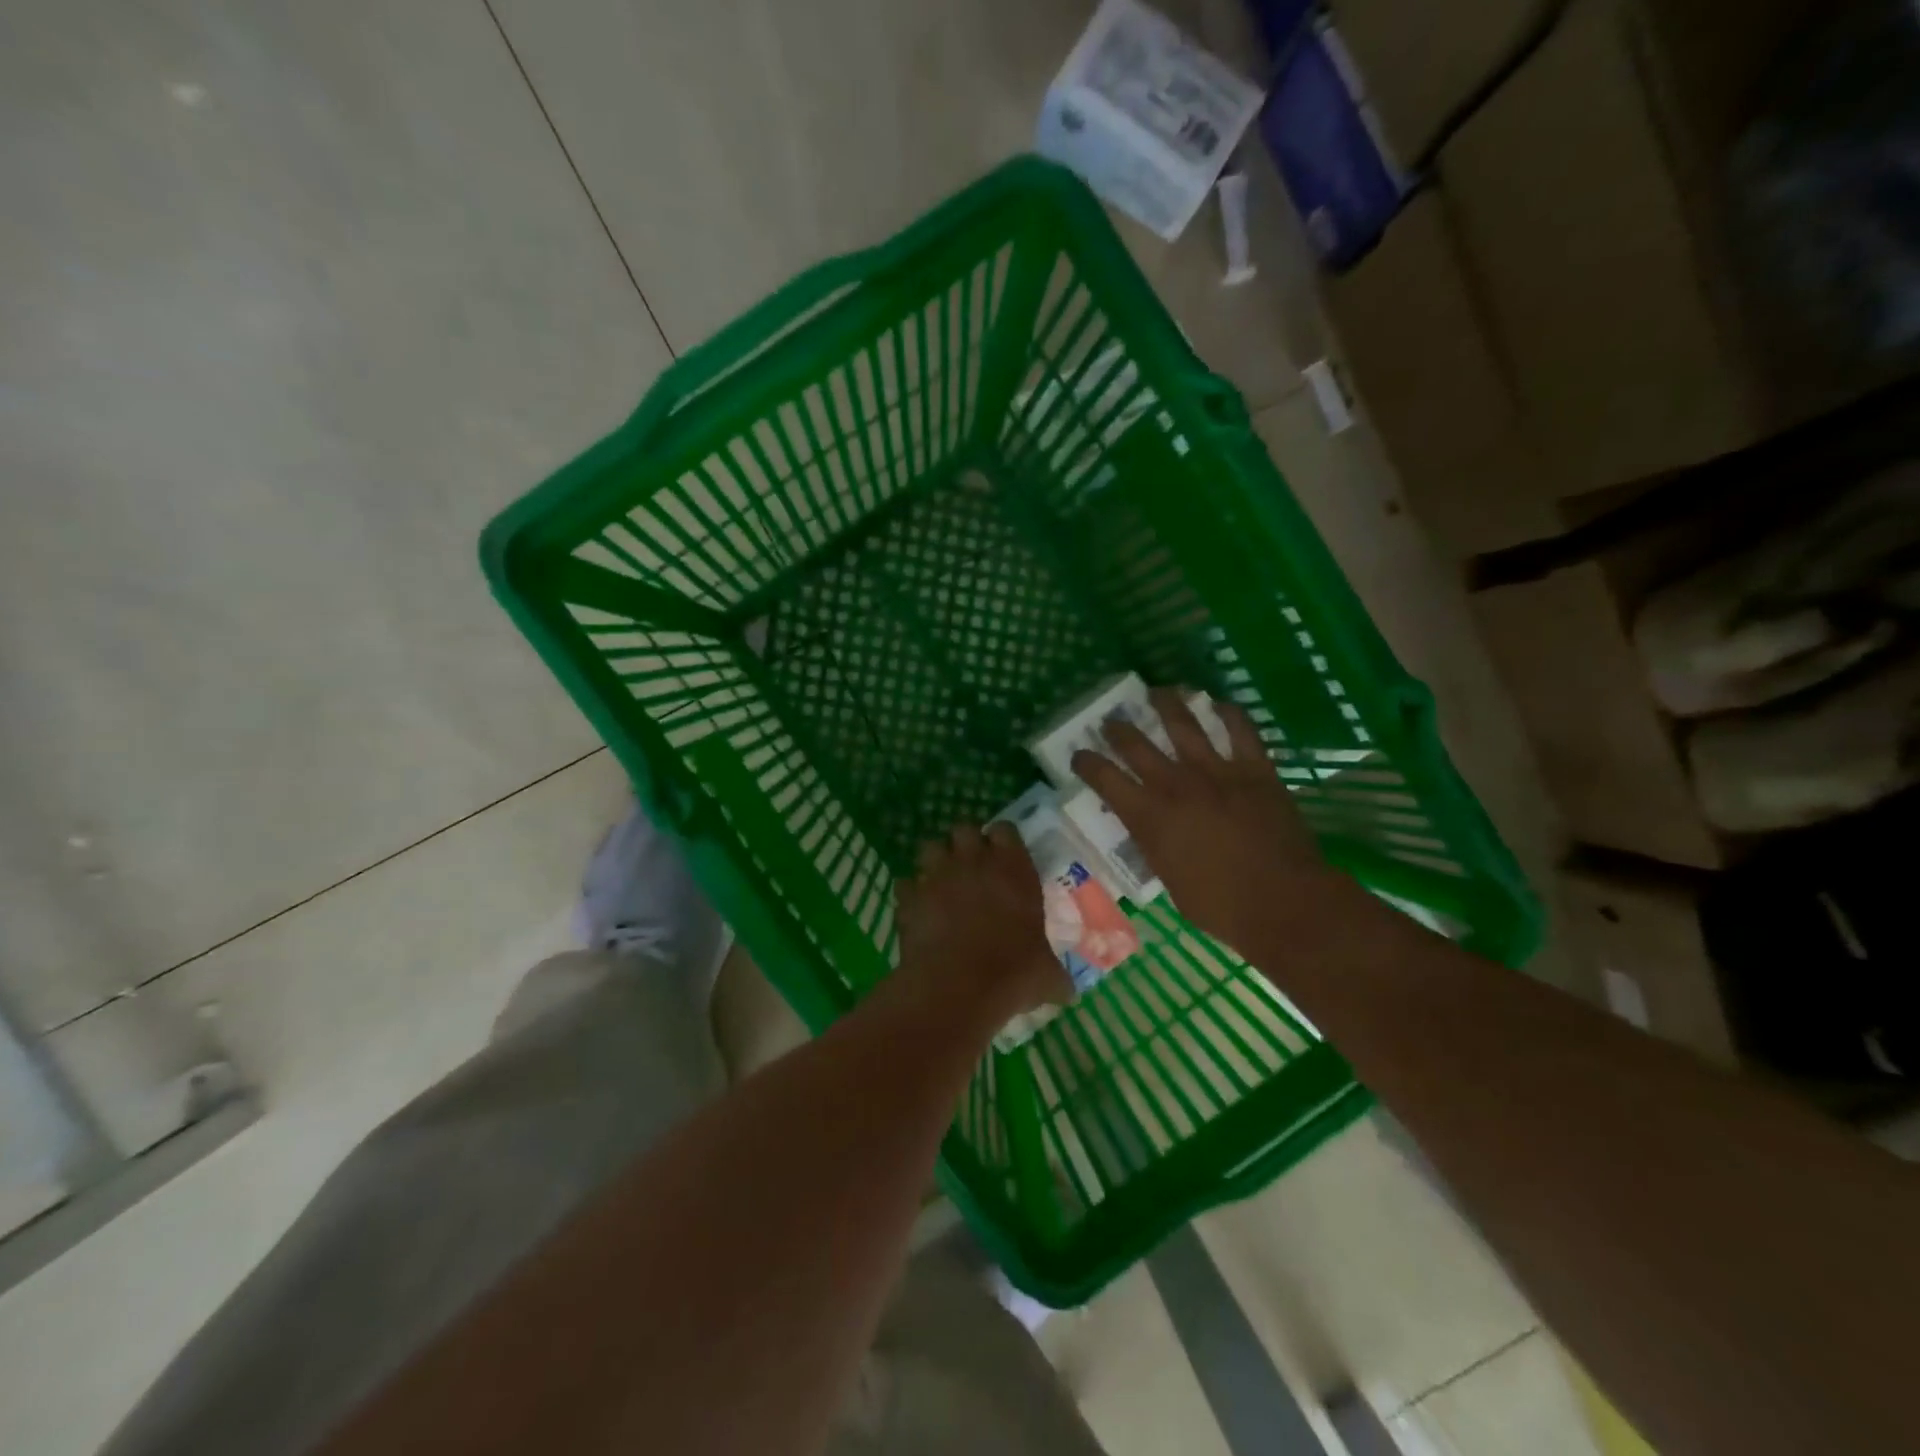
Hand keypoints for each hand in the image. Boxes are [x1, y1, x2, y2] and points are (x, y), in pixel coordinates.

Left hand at [897, 822, 1071, 1018]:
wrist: (958, 988)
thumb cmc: (1013, 973)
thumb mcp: (1047, 976)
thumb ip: (1054, 973)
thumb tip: (1065, 989)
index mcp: (1013, 869)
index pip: (1005, 830)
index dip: (1002, 840)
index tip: (1003, 856)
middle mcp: (974, 862)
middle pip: (963, 829)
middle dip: (965, 843)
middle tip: (971, 867)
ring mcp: (937, 876)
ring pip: (930, 847)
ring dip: (935, 861)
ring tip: (941, 882)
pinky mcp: (909, 897)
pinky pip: (906, 884)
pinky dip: (911, 894)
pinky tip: (918, 910)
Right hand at [1070, 689, 1336, 955]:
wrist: (1282, 901)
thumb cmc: (1219, 905)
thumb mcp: (1167, 879)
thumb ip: (1154, 845)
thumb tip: (1148, 828)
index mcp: (1148, 816)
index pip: (1104, 778)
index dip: (1086, 763)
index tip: (1079, 756)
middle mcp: (1175, 784)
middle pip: (1136, 744)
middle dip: (1117, 729)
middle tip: (1111, 721)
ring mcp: (1217, 771)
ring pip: (1184, 724)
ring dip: (1167, 704)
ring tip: (1158, 691)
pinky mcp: (1254, 769)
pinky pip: (1240, 730)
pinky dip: (1228, 713)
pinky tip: (1219, 704)